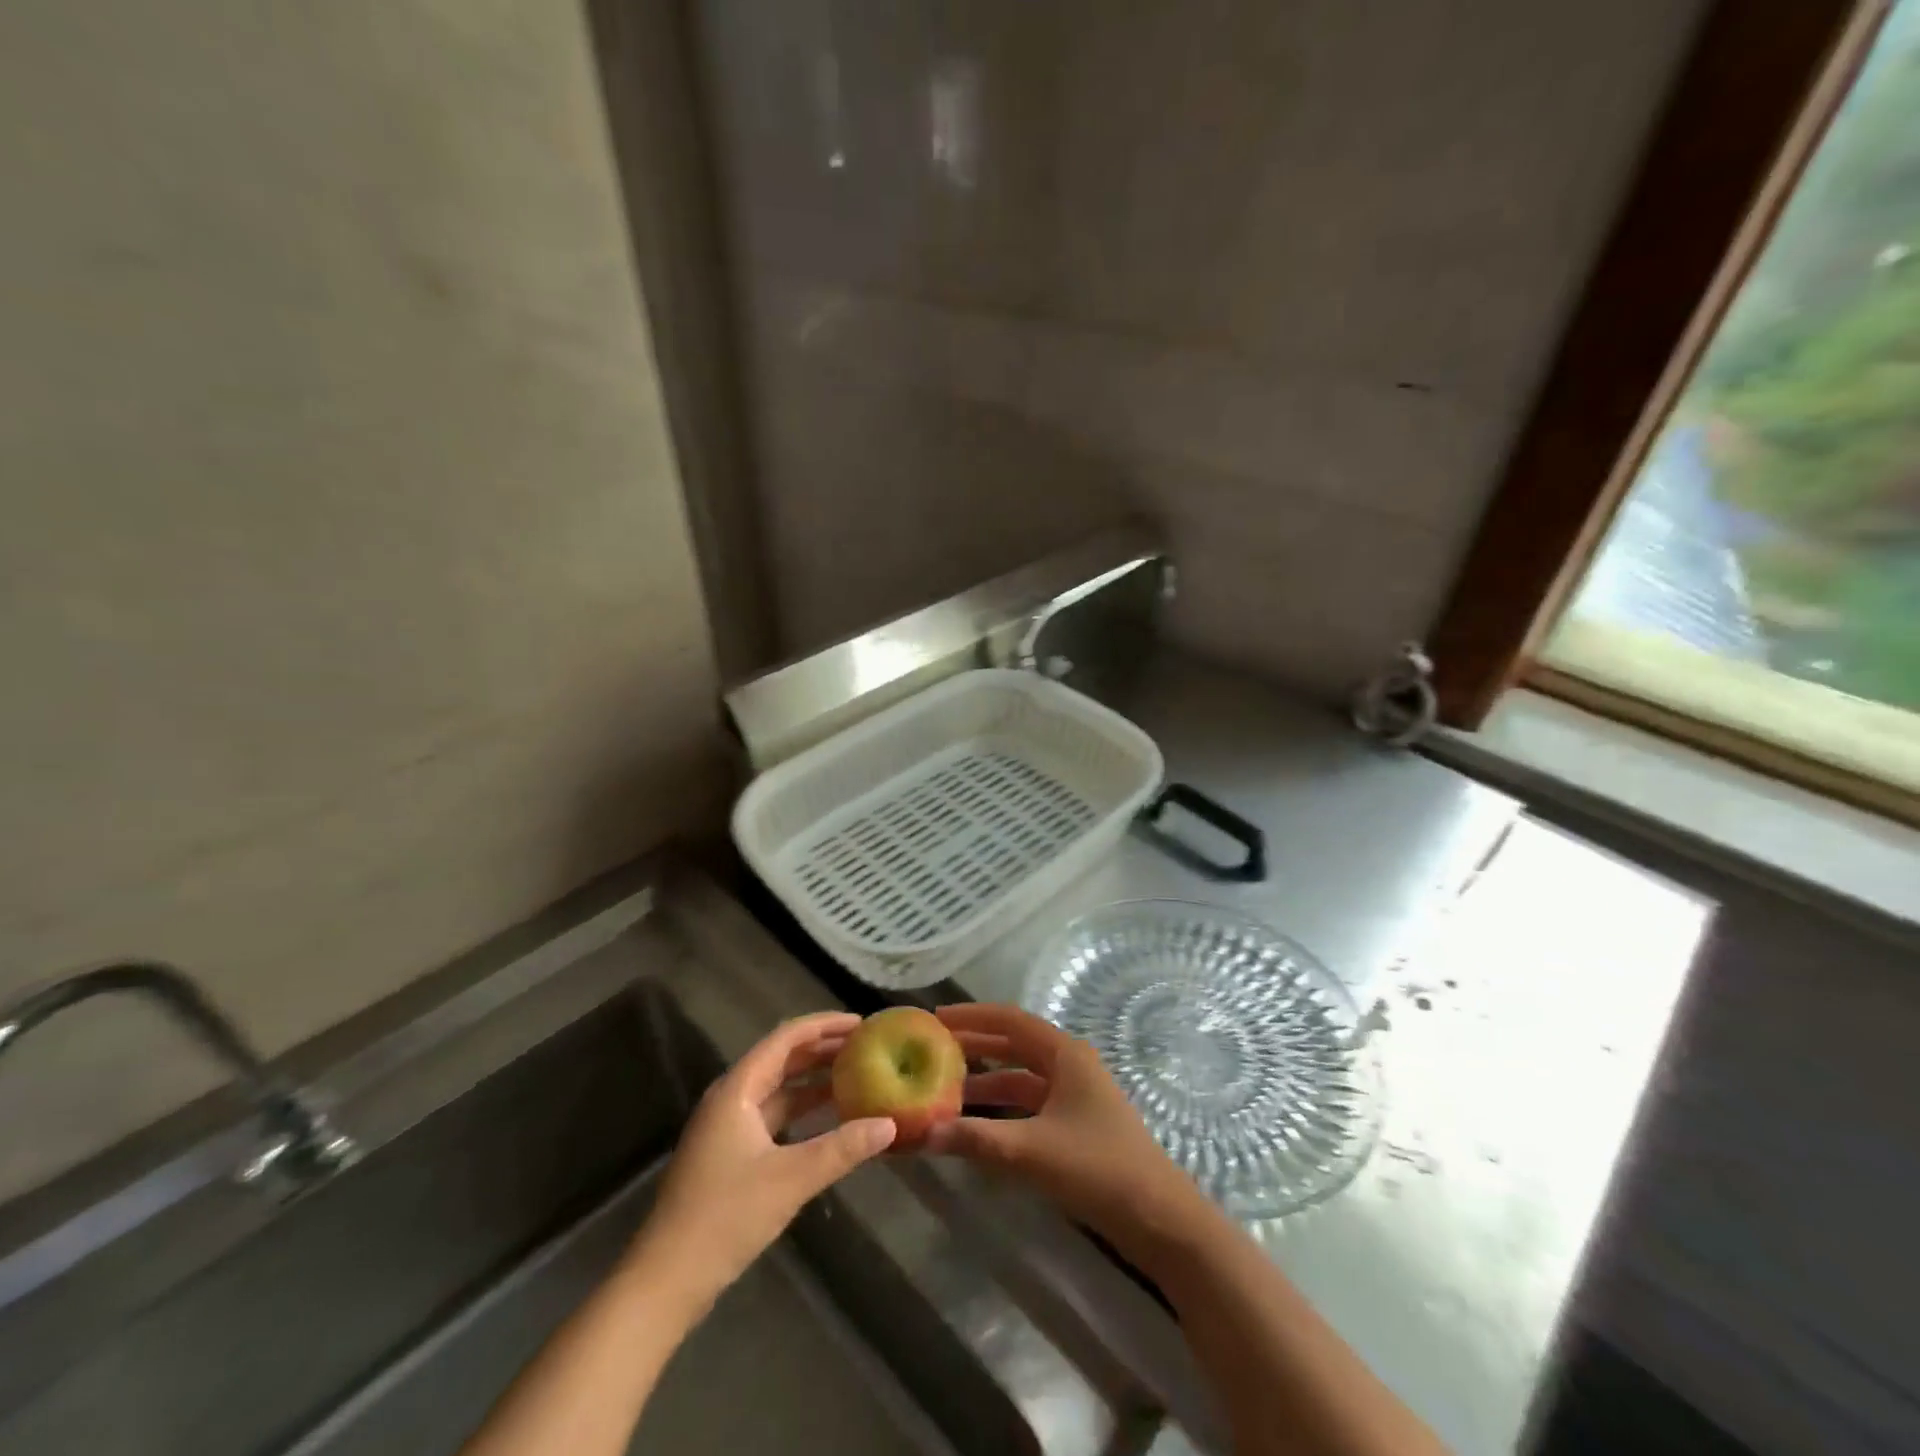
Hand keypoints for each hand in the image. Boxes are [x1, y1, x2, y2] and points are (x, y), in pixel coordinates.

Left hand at [635, 1012, 894, 1309]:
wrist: (665, 1281)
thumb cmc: (724, 1218)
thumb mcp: (791, 1180)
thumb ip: (842, 1148)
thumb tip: (889, 1124)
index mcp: (737, 1090)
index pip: (786, 1039)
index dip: (824, 1025)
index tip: (862, 1023)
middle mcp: (731, 1098)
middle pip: (782, 1059)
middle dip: (823, 1050)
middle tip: (866, 1047)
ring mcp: (728, 1127)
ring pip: (778, 1089)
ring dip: (814, 1080)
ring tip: (856, 1074)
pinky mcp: (730, 1154)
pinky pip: (773, 1116)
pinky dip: (802, 1110)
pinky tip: (830, 1118)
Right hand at [926, 1003, 1209, 1254]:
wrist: (1160, 1219)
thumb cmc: (1098, 1169)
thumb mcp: (1032, 1151)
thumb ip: (977, 1140)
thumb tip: (923, 1134)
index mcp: (1065, 1054)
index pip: (1010, 1021)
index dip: (972, 1016)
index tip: (936, 1017)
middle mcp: (1070, 1066)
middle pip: (1014, 1046)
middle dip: (975, 1046)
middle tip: (933, 1049)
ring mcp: (1075, 1096)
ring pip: (1021, 1078)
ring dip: (986, 1082)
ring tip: (944, 1090)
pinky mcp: (1076, 1125)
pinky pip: (1030, 1105)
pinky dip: (1002, 1109)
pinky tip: (976, 1125)